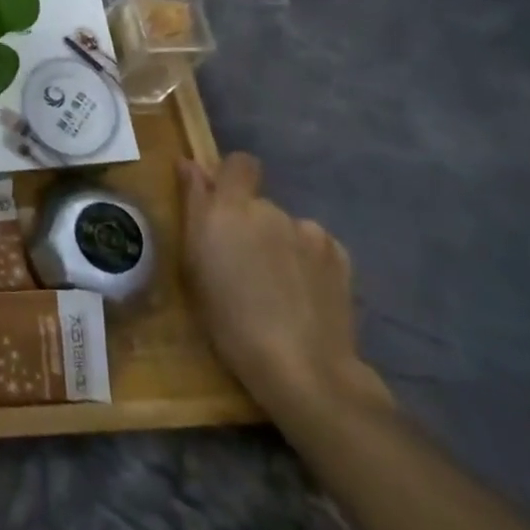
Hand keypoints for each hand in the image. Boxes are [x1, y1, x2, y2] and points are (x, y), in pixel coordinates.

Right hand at [180, 153, 391, 423]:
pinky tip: (304, 293)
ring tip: (277, 286)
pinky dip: (306, 261)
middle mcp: (268, 210)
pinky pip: (314, 246)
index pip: (238, 163)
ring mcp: (308, 231)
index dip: (231, 176)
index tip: (219, 201)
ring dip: (278, 243)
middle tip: (243, 263)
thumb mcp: (193, 264)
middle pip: (257, 203)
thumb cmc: (228, 318)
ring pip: (285, 227)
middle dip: (249, 223)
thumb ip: (194, 206)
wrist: (302, 365)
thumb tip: (190, 165)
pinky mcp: (339, 256)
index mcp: (228, 208)